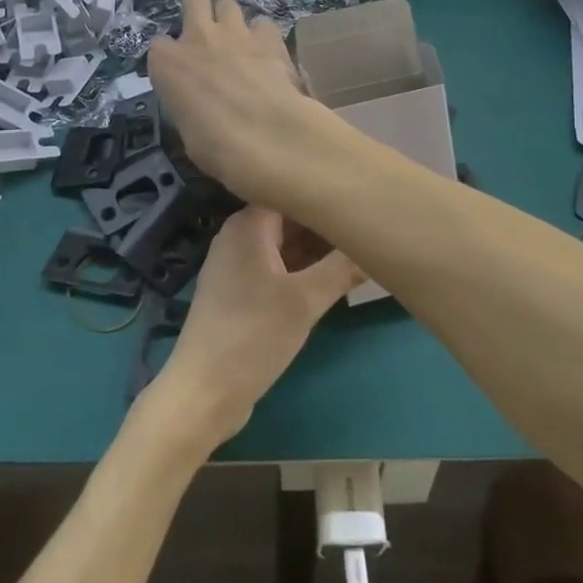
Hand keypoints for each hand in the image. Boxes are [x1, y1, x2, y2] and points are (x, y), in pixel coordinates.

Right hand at [147, 0, 332, 205]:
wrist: (264, 135)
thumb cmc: (214, 145)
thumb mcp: (186, 129)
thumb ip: (189, 103)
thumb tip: (200, 104)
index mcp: (166, 63)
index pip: (159, 45)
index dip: (171, 57)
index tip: (181, 71)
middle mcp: (197, 37)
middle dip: (200, 10)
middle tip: (210, 33)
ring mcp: (234, 31)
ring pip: (228, 4)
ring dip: (232, 20)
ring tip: (241, 42)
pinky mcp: (268, 36)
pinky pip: (262, 23)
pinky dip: (263, 36)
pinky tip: (269, 53)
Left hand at [148, 207, 360, 446]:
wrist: (203, 392)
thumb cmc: (254, 334)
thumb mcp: (306, 300)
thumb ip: (343, 268)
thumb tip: (379, 243)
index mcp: (248, 223)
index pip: (293, 190)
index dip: (327, 193)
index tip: (362, 198)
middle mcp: (239, 235)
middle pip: (290, 217)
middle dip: (327, 225)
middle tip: (370, 230)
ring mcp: (236, 264)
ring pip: (285, 244)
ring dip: (318, 250)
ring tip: (361, 252)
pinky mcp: (238, 291)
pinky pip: (277, 267)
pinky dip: (302, 270)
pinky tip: (334, 280)